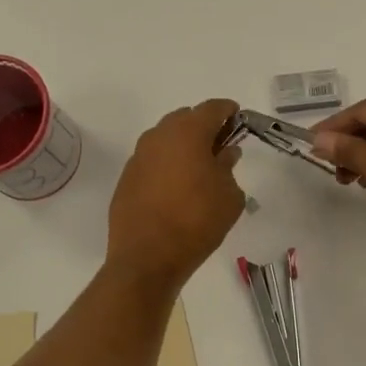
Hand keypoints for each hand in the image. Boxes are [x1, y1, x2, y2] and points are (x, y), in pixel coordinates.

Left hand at [106, 99, 245, 289]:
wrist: (147, 258)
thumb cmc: (197, 222)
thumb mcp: (229, 196)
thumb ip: (229, 168)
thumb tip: (224, 154)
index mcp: (188, 132)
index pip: (212, 108)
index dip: (228, 111)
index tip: (238, 118)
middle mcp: (159, 136)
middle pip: (185, 118)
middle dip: (203, 127)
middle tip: (220, 146)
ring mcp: (138, 156)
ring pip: (166, 138)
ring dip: (183, 145)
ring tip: (198, 168)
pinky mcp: (127, 177)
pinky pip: (152, 160)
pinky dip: (167, 164)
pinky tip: (176, 186)